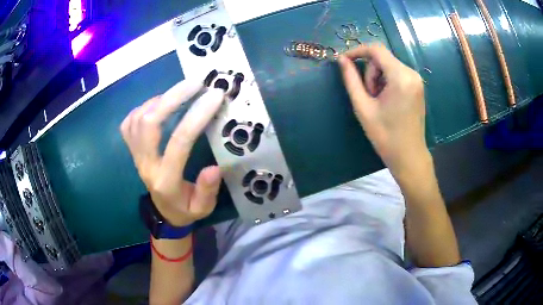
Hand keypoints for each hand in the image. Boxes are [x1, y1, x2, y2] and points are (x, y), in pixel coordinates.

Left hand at [120, 80, 224, 225]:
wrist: (164, 213)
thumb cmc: (185, 209)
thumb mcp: (203, 208)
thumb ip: (207, 190)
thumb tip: (214, 167)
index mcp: (166, 180)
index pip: (178, 143)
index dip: (196, 116)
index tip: (215, 96)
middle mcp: (146, 164)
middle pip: (149, 123)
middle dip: (172, 97)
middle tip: (196, 82)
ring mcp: (136, 156)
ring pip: (137, 119)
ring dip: (160, 99)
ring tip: (181, 91)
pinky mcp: (132, 150)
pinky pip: (129, 123)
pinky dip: (143, 107)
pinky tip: (159, 103)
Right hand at [338, 44, 429, 178]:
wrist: (409, 156)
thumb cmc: (385, 135)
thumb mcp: (363, 107)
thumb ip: (351, 80)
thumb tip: (341, 59)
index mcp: (400, 77)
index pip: (376, 49)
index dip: (357, 51)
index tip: (344, 61)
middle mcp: (412, 73)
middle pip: (382, 58)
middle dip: (370, 72)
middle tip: (368, 95)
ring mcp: (417, 79)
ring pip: (388, 65)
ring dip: (377, 78)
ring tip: (377, 101)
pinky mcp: (417, 86)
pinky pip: (396, 73)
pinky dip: (386, 81)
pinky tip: (386, 100)